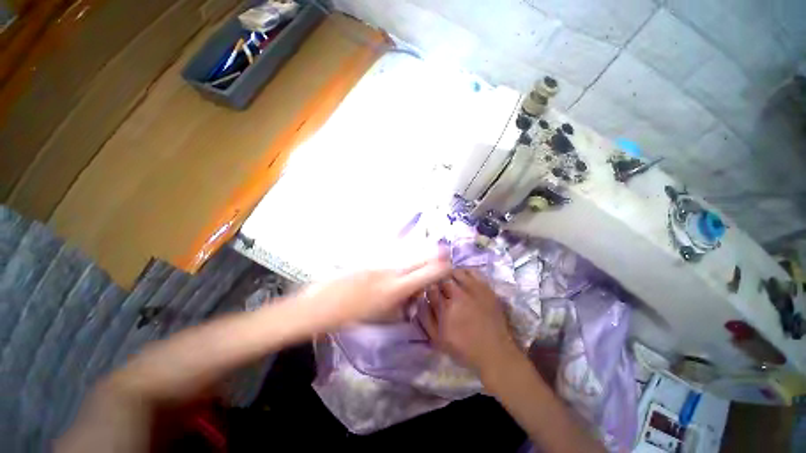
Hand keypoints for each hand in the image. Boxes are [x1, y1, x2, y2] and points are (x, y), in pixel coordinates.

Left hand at [298, 255, 449, 329]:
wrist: (324, 302)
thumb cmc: (354, 314)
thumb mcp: (384, 316)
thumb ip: (404, 304)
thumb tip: (415, 295)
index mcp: (396, 288)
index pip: (427, 274)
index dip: (442, 269)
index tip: (448, 267)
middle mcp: (392, 270)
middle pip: (421, 257)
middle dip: (436, 254)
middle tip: (444, 253)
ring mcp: (380, 259)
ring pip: (408, 250)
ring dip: (420, 251)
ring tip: (429, 249)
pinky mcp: (372, 254)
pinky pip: (393, 249)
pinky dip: (404, 249)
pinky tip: (405, 248)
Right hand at [420, 269, 520, 374]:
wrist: (494, 352)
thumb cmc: (463, 348)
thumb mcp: (437, 339)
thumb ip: (426, 317)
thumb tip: (420, 298)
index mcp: (444, 308)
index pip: (430, 288)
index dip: (428, 288)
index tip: (429, 291)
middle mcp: (457, 295)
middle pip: (442, 278)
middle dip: (438, 282)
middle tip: (440, 290)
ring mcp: (473, 289)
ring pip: (455, 272)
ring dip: (449, 275)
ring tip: (450, 282)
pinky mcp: (485, 287)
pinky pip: (472, 271)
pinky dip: (465, 271)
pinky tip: (463, 278)